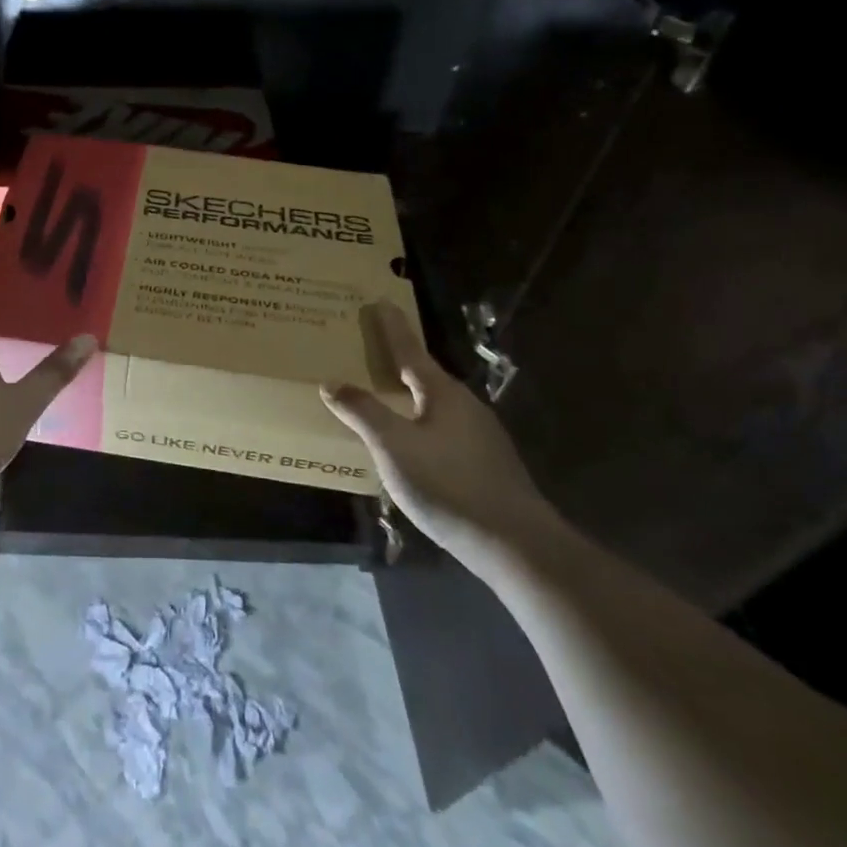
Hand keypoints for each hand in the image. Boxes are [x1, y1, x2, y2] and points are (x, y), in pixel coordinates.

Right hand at [320, 301, 560, 562]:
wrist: (516, 545)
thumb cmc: (448, 485)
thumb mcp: (393, 447)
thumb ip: (362, 412)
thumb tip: (331, 382)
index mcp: (443, 393)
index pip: (410, 350)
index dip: (392, 327)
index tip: (381, 301)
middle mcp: (465, 406)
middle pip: (425, 375)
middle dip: (398, 362)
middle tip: (372, 350)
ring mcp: (481, 436)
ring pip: (436, 405)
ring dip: (410, 396)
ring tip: (384, 396)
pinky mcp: (486, 464)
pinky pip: (444, 430)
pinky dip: (422, 424)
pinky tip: (411, 445)